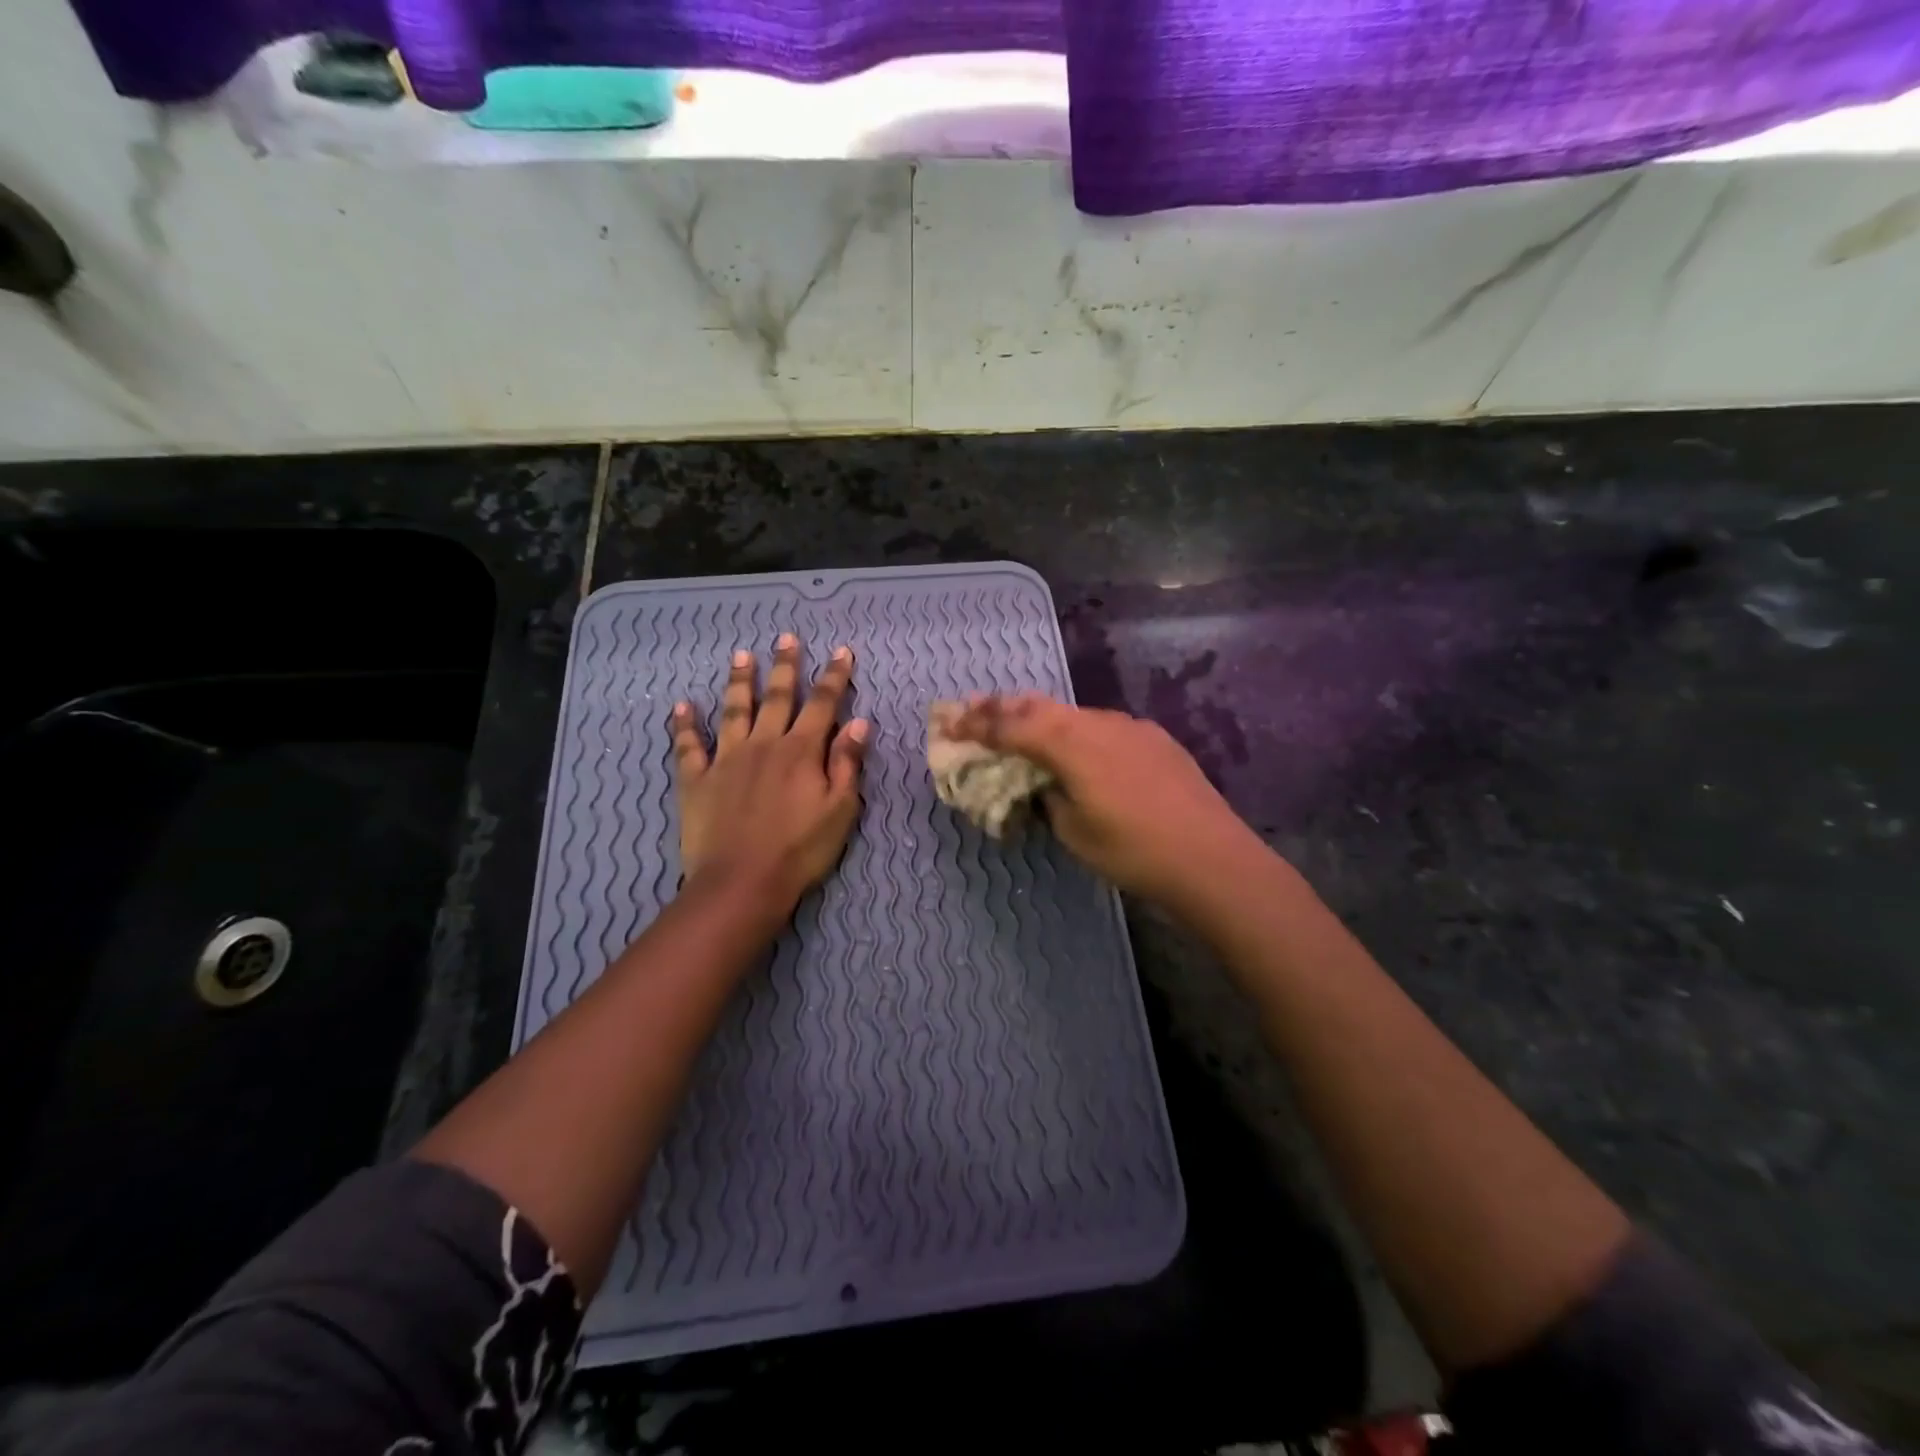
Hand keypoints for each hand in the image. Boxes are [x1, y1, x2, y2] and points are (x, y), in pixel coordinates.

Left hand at [672, 634, 867, 912]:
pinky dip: (684, 726)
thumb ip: (848, 763)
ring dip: (740, 682)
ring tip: (741, 655)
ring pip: (734, 710)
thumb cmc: (800, 850)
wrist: (742, 882)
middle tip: (786, 637)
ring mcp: (727, 759)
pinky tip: (681, 706)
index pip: (823, 704)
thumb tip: (859, 722)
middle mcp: (764, 744)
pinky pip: (688, 746)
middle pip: (777, 697)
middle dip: (785, 666)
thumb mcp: (840, 810)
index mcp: (802, 751)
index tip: (842, 651)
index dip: (834, 676)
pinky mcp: (697, 780)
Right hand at [944, 695, 1261, 905]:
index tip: (948, 721)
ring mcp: (1130, 727)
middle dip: (1002, 707)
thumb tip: (1042, 784)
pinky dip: (1076, 729)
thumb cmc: (1133, 851)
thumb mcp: (1074, 831)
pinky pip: (1101, 725)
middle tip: (971, 706)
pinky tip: (1077, 745)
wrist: (1212, 857)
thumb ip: (1048, 798)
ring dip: (1040, 716)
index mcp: (1071, 744)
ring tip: (1018, 720)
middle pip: (1039, 706)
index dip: (976, 724)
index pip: (1011, 727)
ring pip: (1072, 713)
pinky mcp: (1154, 738)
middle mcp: (1097, 723)